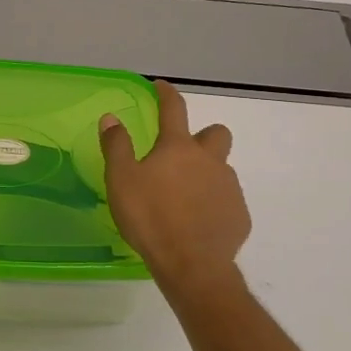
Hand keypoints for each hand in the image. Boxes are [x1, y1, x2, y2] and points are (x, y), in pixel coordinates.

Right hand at [100, 81, 250, 297]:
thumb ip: (116, 146)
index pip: (174, 109)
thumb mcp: (121, 180)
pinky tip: (196, 221)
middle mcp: (209, 160)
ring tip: (182, 196)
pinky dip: (212, 203)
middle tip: (182, 153)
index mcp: (178, 148)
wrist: (192, 264)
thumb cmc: (150, 217)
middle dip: (203, 136)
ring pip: (221, 168)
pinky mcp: (239, 215)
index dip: (166, 94)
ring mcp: (229, 188)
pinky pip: (226, 200)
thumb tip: (111, 117)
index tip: (161, 86)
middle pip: (216, 134)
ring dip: (206, 173)